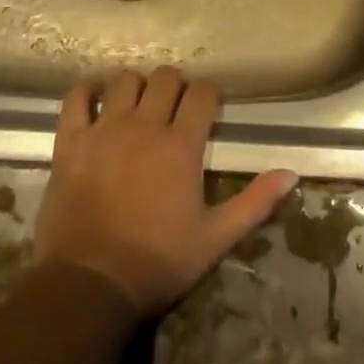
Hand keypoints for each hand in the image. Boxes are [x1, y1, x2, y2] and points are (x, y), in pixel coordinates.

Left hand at [36, 67, 297, 317]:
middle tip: (175, 107)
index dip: (209, 93)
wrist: (89, 286)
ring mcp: (105, 129)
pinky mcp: (71, 141)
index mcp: (181, 144)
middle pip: (165, 78)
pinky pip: (77, 97)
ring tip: (138, 104)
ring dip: (136, 86)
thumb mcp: (215, 239)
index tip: (209, 106)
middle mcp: (145, 125)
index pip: (202, 93)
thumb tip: (291, 173)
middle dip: (175, 86)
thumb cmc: (157, 263)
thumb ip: (254, 202)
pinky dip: (86, 91)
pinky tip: (95, 99)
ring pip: (124, 80)